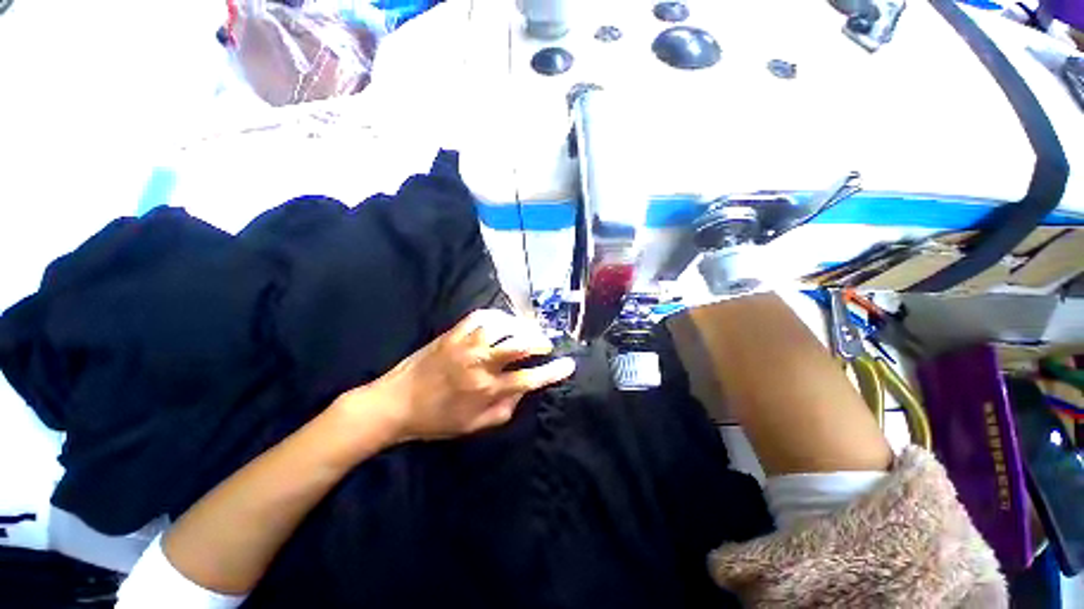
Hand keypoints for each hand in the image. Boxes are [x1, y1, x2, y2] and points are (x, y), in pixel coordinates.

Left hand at [357, 309, 575, 442]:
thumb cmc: (436, 420)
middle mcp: (481, 363)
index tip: (569, 364)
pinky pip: (481, 316)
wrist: (396, 403)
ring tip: (528, 331)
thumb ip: (505, 410)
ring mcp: (466, 344)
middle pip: (520, 344)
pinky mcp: (454, 333)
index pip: (530, 377)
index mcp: (487, 390)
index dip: (553, 371)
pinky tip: (504, 321)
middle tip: (546, 344)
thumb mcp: (474, 427)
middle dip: (540, 342)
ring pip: (504, 325)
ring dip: (522, 326)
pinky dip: (498, 316)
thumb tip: (523, 391)